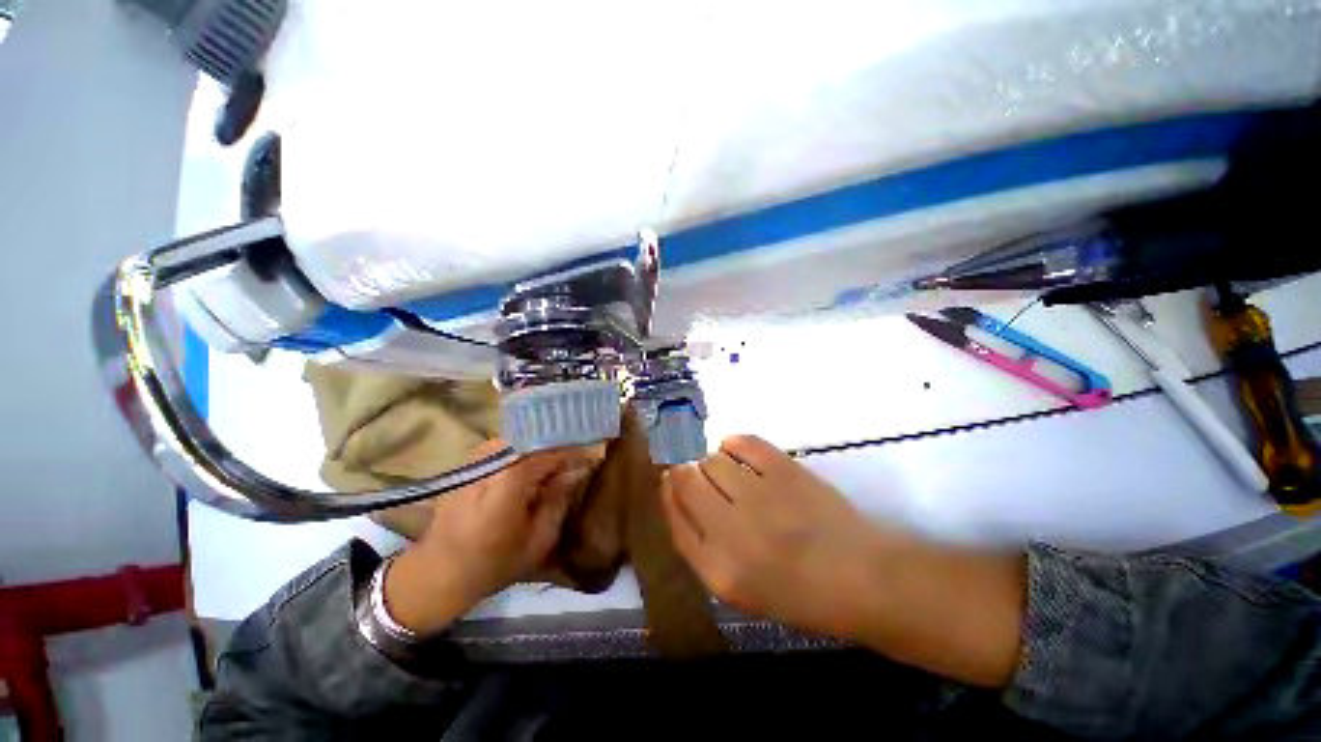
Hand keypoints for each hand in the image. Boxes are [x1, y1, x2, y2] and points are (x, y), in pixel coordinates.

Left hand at [385, 440, 595, 633]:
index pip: (550, 450)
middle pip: (537, 438)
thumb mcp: (537, 540)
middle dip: (561, 446)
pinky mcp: (472, 460)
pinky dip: (528, 451)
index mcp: (507, 482)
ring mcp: (478, 457)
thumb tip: (579, 467)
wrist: (437, 572)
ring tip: (559, 465)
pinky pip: (510, 445)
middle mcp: (491, 460)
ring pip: (523, 438)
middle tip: (577, 462)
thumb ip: (559, 498)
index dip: (575, 450)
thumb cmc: (492, 564)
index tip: (595, 454)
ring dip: (544, 448)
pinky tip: (536, 468)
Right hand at [661, 435, 903, 640]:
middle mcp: (731, 530)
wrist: (863, 579)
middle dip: (685, 473)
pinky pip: (744, 442)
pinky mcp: (785, 471)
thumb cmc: (800, 595)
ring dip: (712, 462)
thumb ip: (703, 547)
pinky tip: (736, 450)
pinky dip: (734, 443)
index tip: (670, 481)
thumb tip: (679, 495)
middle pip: (687, 481)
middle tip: (701, 477)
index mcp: (718, 570)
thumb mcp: (740, 589)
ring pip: (712, 460)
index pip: (674, 519)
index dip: (668, 494)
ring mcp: (759, 496)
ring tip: (728, 472)